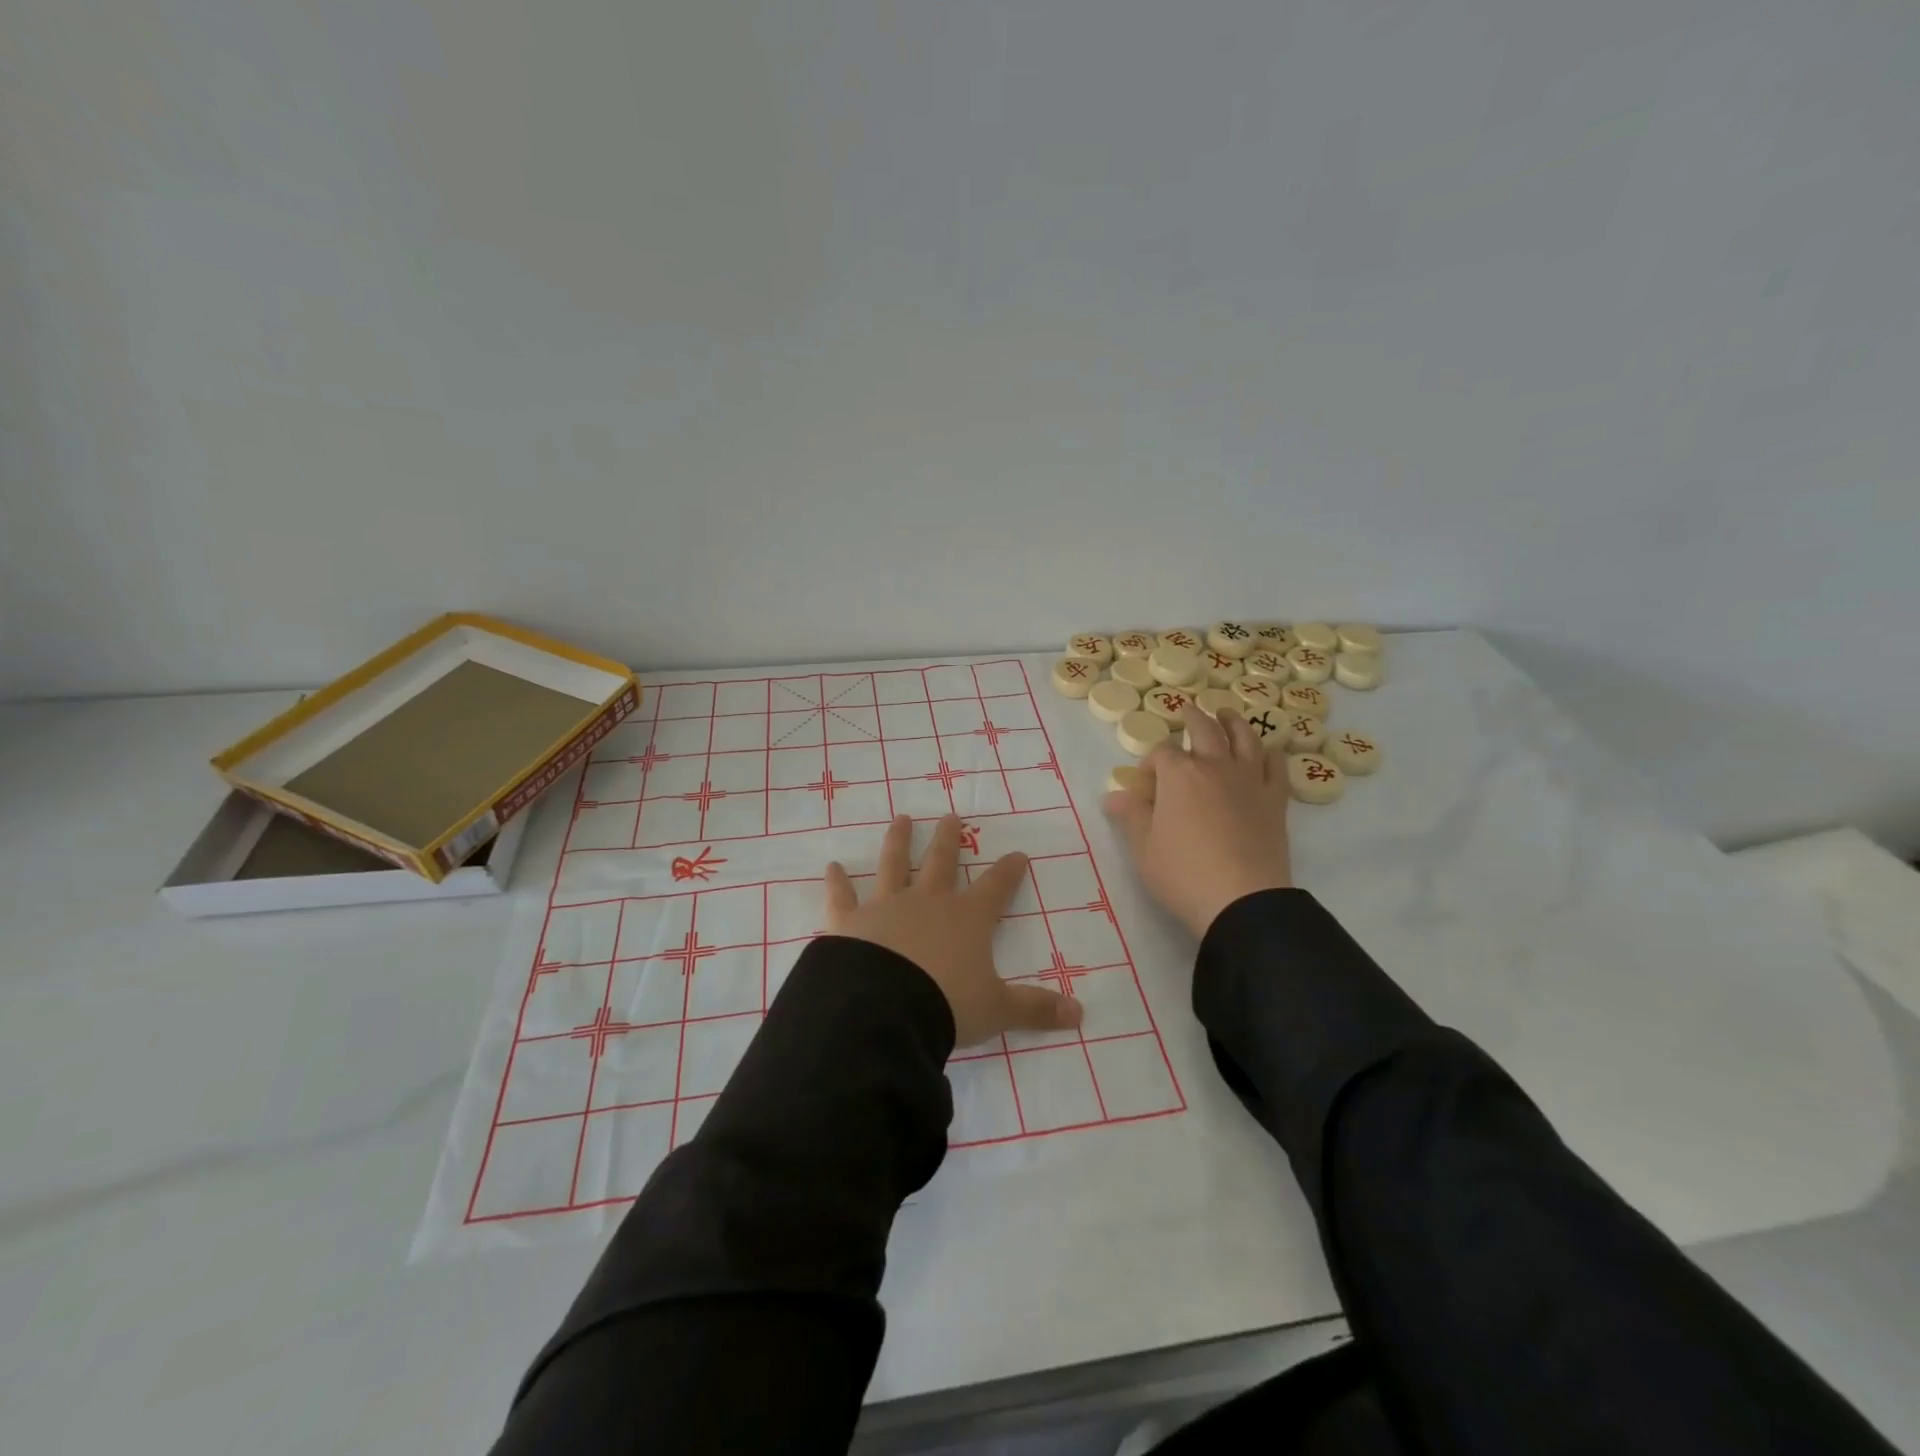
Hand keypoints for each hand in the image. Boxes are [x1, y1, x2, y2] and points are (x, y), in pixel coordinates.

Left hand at [826, 814, 1083, 1046]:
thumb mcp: (997, 1010)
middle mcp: (928, 902)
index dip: (1009, 871)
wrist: (885, 1011)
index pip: (996, 887)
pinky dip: (836, 882)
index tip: (1018, 854)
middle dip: (948, 838)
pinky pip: (842, 896)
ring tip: (901, 818)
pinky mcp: (849, 920)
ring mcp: (887, 906)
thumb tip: (1081, 1015)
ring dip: (898, 840)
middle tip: (950, 815)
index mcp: (967, 919)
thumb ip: (1036, 1009)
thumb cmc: (947, 1005)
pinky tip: (831, 866)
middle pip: (942, 861)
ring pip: (894, 864)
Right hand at [1102, 708, 1293, 936]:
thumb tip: (1112, 796)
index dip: (1150, 763)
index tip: (1144, 782)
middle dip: (1193, 718)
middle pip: (1204, 730)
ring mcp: (1249, 781)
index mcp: (1178, 775)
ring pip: (1244, 739)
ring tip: (1227, 714)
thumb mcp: (1143, 848)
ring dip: (1233, 723)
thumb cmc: (1183, 872)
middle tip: (1188, 711)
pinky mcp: (1274, 800)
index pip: (1161, 754)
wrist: (1241, 899)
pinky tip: (1267, 751)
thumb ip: (1130, 816)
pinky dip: (1270, 754)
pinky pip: (1276, 767)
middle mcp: (1214, 767)